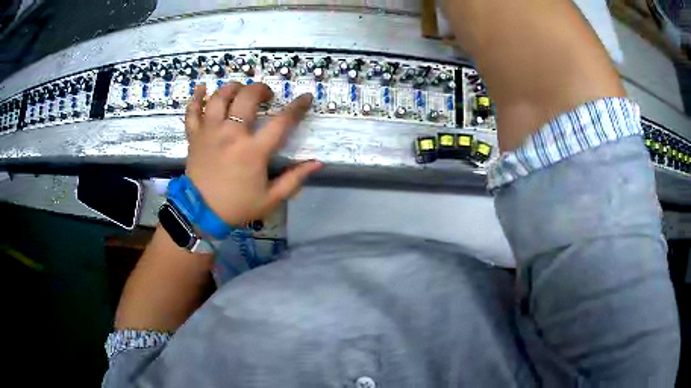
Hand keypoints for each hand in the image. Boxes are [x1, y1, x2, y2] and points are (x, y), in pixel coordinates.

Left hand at [184, 82, 321, 225]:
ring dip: (232, 88)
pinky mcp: (194, 136)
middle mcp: (231, 134)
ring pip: (219, 97)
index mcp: (253, 151)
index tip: (306, 97)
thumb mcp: (271, 199)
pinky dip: (196, 97)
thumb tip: (317, 163)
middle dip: (260, 89)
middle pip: (247, 97)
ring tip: (239, 90)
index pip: (281, 122)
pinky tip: (202, 88)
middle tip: (266, 95)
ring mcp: (210, 132)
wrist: (201, 214)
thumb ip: (295, 179)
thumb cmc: (237, 206)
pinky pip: (192, 110)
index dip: (297, 107)